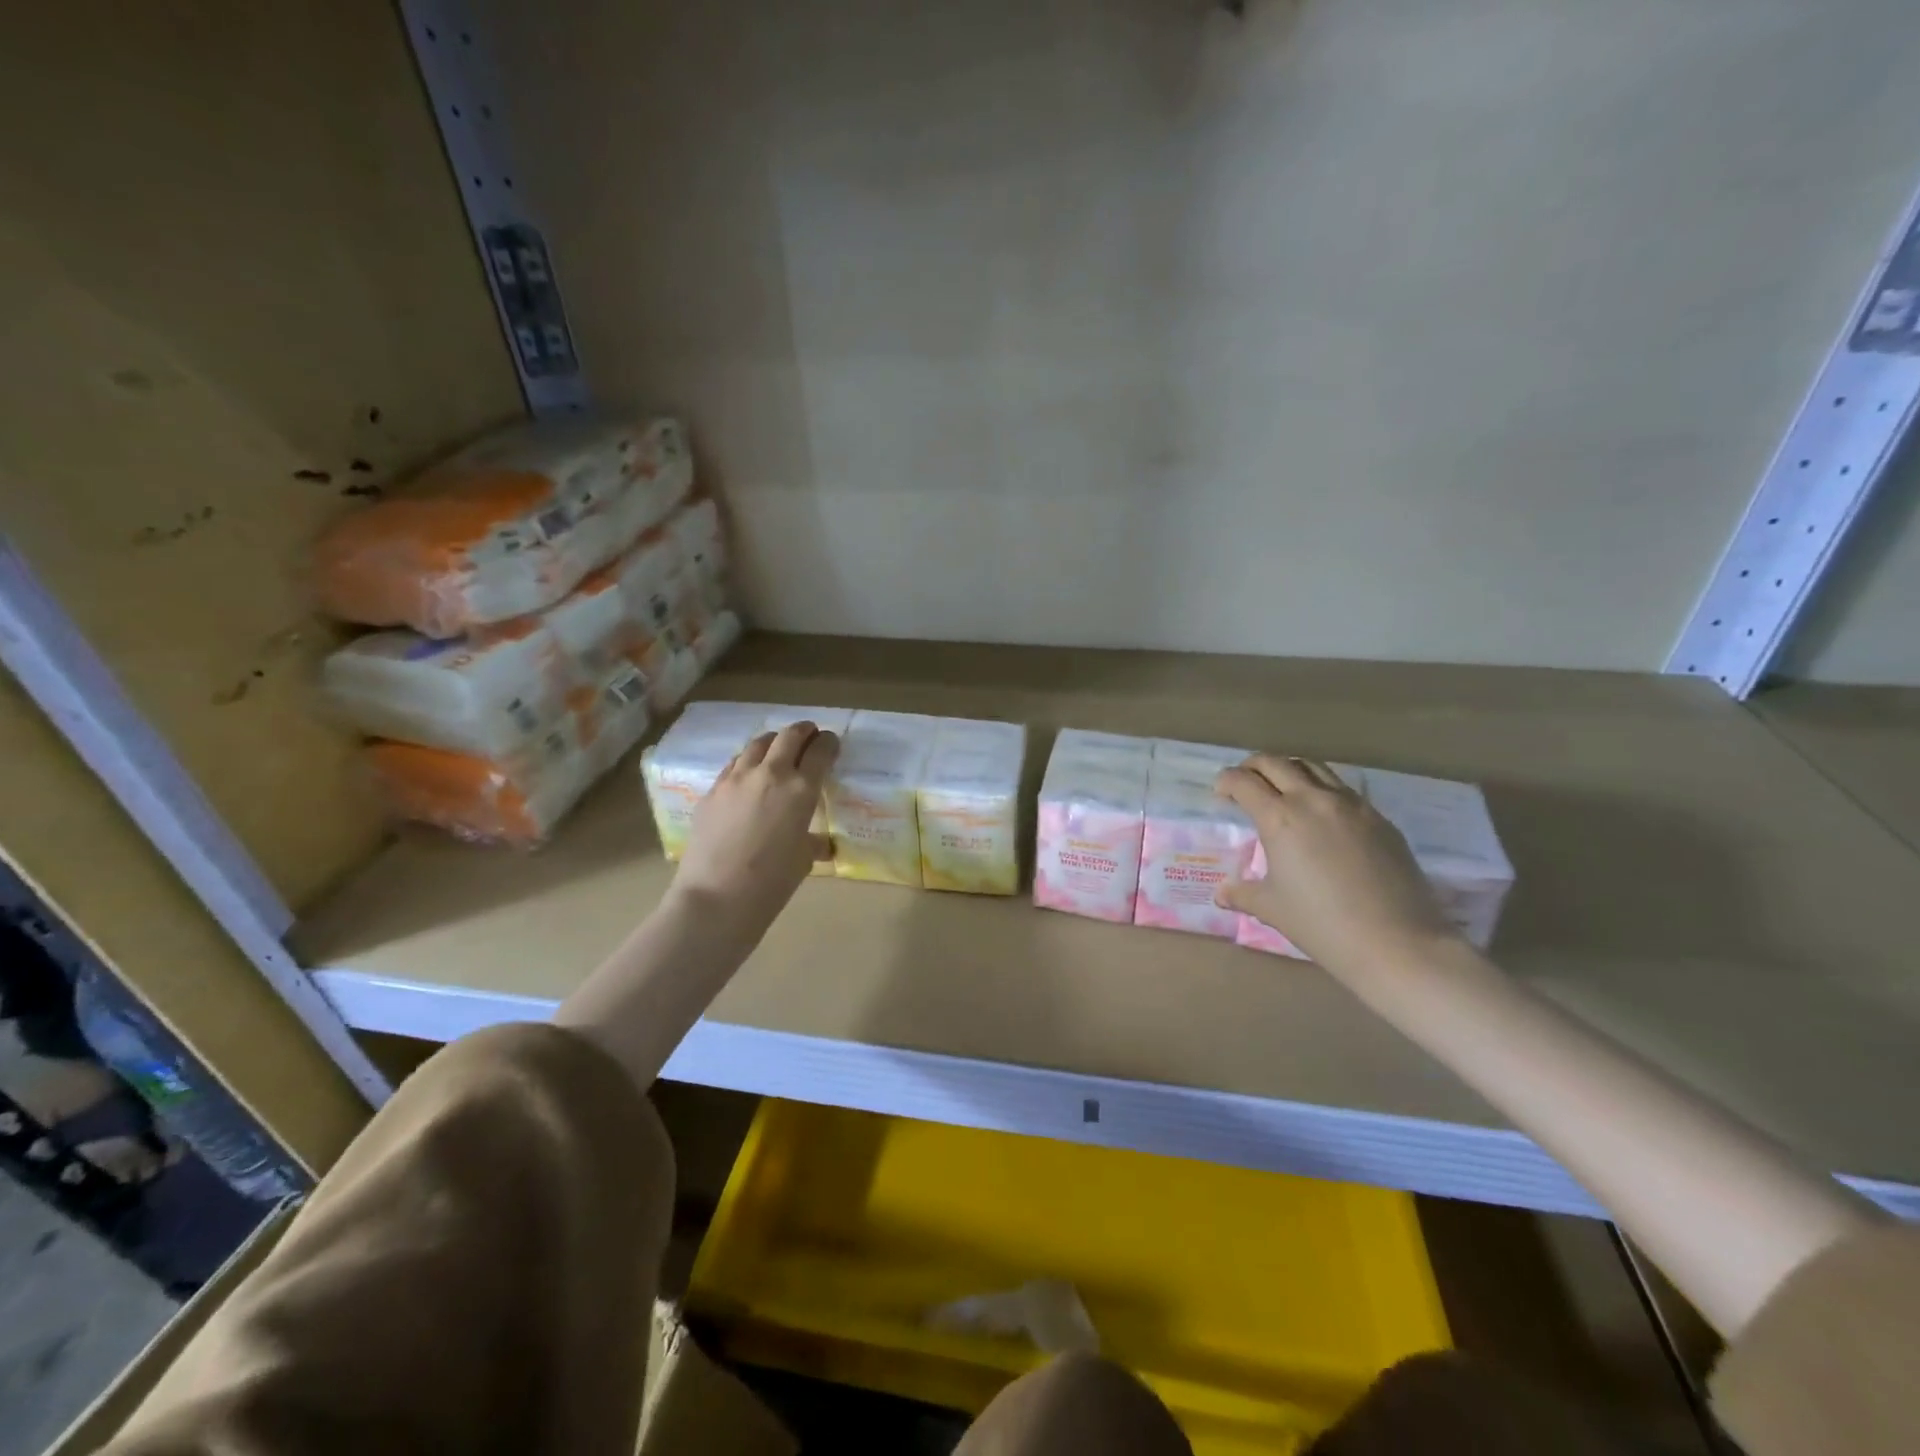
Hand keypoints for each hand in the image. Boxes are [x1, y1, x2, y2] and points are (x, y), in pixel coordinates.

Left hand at [672, 722, 838, 938]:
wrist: (716, 897)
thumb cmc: (771, 883)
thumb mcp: (803, 859)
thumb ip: (813, 840)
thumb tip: (819, 843)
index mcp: (801, 789)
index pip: (821, 750)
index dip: (829, 743)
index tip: (831, 744)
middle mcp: (770, 773)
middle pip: (789, 735)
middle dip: (803, 732)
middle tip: (809, 737)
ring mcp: (736, 778)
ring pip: (757, 743)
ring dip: (773, 743)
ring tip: (777, 752)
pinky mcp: (712, 790)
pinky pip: (734, 765)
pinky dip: (747, 763)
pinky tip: (748, 778)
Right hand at [1214, 754, 1456, 973]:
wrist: (1397, 943)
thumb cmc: (1322, 924)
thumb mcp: (1272, 908)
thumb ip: (1242, 894)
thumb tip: (1223, 894)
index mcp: (1280, 818)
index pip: (1243, 782)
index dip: (1226, 782)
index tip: (1221, 793)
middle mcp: (1313, 800)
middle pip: (1276, 763)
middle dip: (1253, 766)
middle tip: (1245, 782)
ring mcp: (1352, 805)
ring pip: (1314, 767)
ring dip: (1290, 770)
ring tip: (1283, 789)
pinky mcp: (1380, 818)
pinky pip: (1344, 789)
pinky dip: (1323, 789)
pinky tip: (1323, 815)